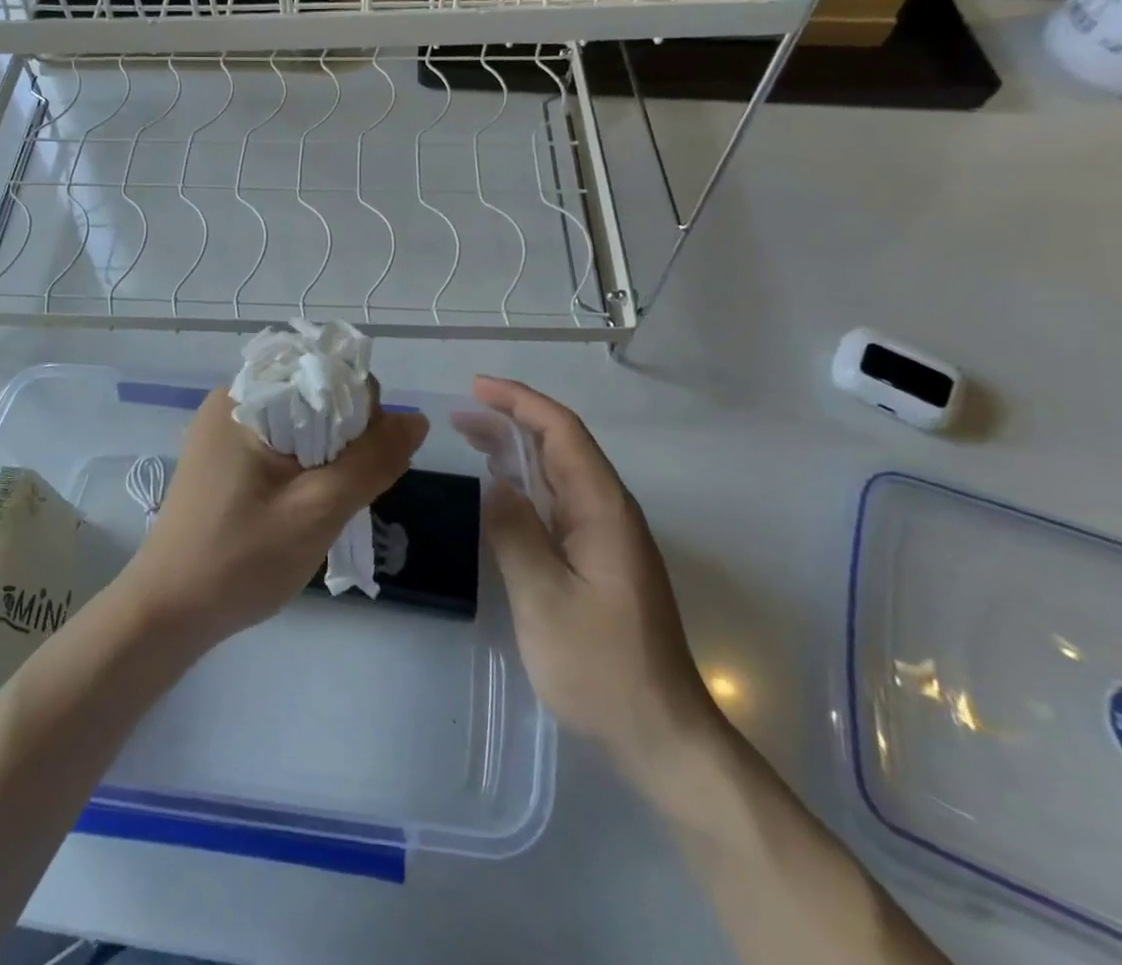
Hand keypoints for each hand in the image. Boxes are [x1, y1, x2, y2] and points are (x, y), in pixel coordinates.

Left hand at [119, 384, 427, 650]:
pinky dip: (304, 465)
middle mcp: (232, 400)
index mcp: (246, 397)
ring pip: (301, 422)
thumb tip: (417, 420)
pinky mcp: (223, 457)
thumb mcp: (318, 510)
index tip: (368, 463)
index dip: (362, 411)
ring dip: (328, 455)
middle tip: (348, 491)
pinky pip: (280, 443)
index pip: (327, 373)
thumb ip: (372, 461)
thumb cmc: (240, 560)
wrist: (166, 613)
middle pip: (314, 396)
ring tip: (330, 501)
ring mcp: (224, 430)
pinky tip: (306, 502)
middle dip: (346, 437)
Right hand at [472, 376, 720, 777]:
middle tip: (460, 415)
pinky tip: (501, 490)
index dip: (520, 401)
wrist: (661, 733)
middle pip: (560, 445)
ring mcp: (606, 536)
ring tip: (471, 439)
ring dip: (516, 450)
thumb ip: (514, 533)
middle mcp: (608, 511)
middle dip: (512, 420)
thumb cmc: (600, 665)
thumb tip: (496, 486)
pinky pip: (559, 502)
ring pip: (559, 472)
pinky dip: (526, 483)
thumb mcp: (543, 598)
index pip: (562, 431)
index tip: (476, 387)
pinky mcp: (600, 559)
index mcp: (601, 508)